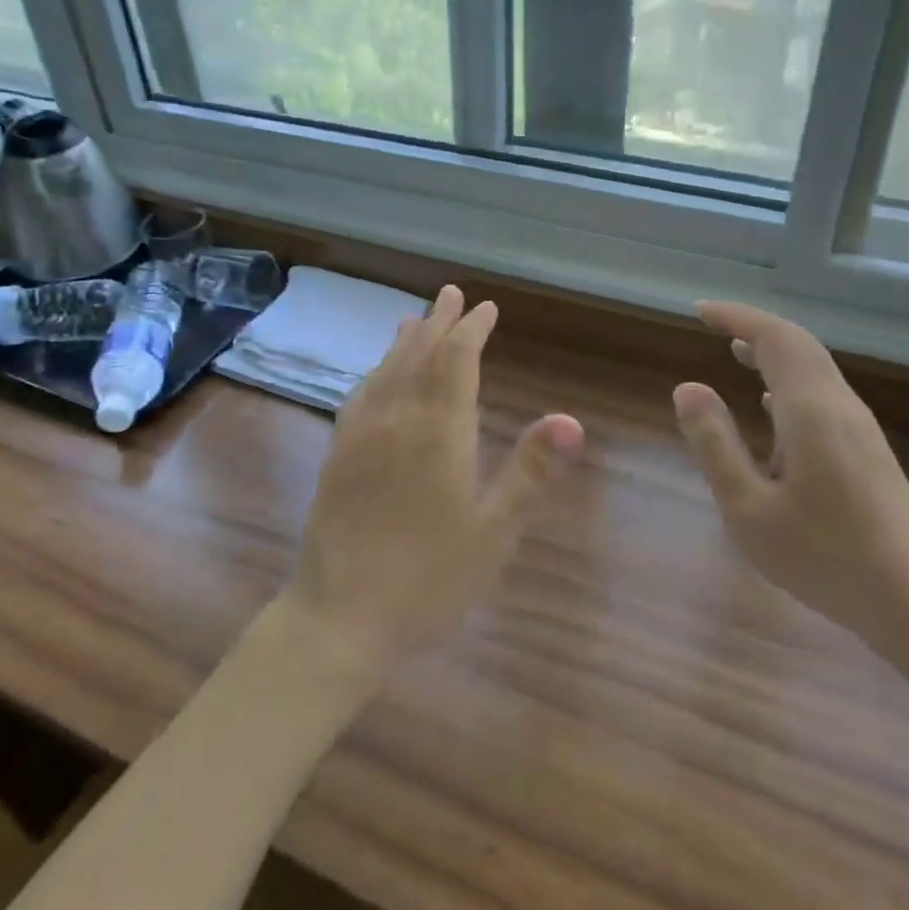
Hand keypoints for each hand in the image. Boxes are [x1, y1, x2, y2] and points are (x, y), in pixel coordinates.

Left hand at [280, 285, 584, 677]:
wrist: (340, 615)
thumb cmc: (428, 579)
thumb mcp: (493, 532)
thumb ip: (530, 472)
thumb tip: (571, 419)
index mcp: (439, 431)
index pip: (457, 361)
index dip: (472, 330)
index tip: (485, 308)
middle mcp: (398, 418)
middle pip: (420, 355)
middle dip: (439, 322)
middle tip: (451, 293)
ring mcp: (361, 434)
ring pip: (387, 370)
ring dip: (405, 340)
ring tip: (415, 318)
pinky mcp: (337, 454)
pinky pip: (360, 395)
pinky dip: (375, 372)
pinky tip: (376, 374)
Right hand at [673, 301, 908, 651]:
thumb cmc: (827, 558)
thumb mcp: (749, 510)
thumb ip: (715, 445)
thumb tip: (687, 388)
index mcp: (811, 410)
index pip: (774, 338)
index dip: (736, 317)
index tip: (699, 311)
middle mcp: (839, 407)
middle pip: (798, 344)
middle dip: (754, 327)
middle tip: (712, 324)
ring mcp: (858, 429)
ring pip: (813, 368)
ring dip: (772, 352)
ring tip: (735, 352)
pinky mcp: (867, 451)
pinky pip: (821, 393)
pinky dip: (787, 381)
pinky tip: (768, 408)